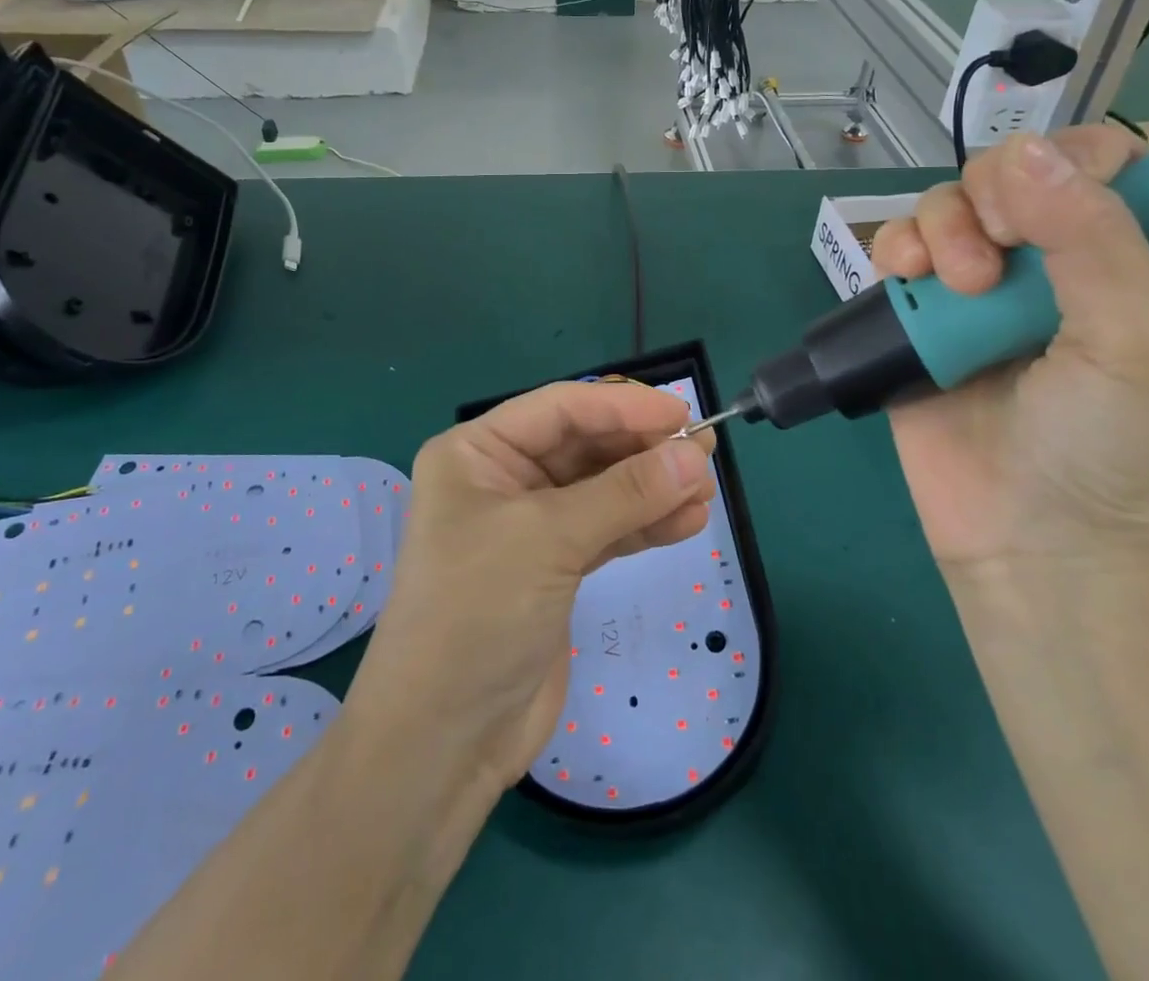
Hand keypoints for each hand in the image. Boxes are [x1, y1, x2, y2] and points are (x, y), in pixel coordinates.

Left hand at [346, 381, 717, 798]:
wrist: (442, 742)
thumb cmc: (478, 613)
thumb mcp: (549, 539)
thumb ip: (626, 494)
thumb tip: (695, 456)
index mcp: (477, 451)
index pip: (561, 408)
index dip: (623, 406)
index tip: (683, 413)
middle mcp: (500, 478)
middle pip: (584, 445)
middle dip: (643, 449)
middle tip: (704, 454)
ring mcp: (528, 525)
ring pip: (601, 489)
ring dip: (652, 489)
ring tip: (706, 490)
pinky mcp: (553, 568)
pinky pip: (606, 530)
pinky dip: (644, 525)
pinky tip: (686, 522)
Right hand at [870, 128, 1148, 578]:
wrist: (1026, 539)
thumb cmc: (1102, 446)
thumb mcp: (1132, 341)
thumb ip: (1094, 240)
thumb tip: (1024, 149)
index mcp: (1110, 258)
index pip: (1090, 161)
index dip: (1061, 162)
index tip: (1045, 208)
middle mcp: (1038, 262)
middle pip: (998, 175)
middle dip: (989, 202)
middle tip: (996, 266)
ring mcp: (968, 288)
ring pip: (940, 206)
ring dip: (941, 228)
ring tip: (955, 286)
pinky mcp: (912, 315)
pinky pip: (894, 250)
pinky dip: (896, 249)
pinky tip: (907, 278)